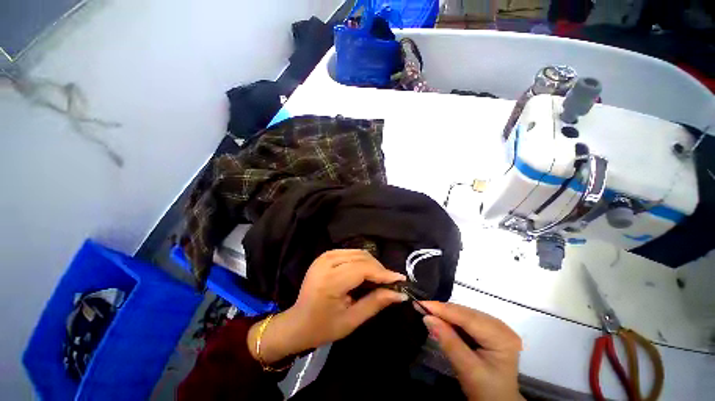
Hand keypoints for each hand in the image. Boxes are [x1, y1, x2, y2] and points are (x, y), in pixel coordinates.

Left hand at [248, 250, 407, 363]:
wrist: (297, 323)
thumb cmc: (323, 327)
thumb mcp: (351, 320)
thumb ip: (376, 303)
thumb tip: (400, 293)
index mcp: (330, 280)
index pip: (363, 269)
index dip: (383, 273)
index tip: (401, 279)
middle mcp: (327, 262)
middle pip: (362, 258)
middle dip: (379, 269)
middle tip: (390, 282)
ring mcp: (324, 256)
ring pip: (357, 252)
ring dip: (371, 264)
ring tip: (379, 278)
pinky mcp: (325, 255)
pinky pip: (350, 252)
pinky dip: (361, 260)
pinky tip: (365, 272)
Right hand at [421, 302, 523, 400]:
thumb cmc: (486, 391)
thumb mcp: (467, 369)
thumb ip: (448, 342)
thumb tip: (427, 318)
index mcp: (501, 336)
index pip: (467, 318)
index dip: (442, 309)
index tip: (420, 304)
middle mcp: (500, 326)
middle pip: (465, 313)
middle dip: (441, 311)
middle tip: (419, 307)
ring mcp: (495, 326)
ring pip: (464, 314)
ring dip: (445, 314)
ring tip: (427, 312)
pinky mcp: (488, 329)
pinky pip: (465, 319)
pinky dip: (451, 320)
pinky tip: (440, 321)